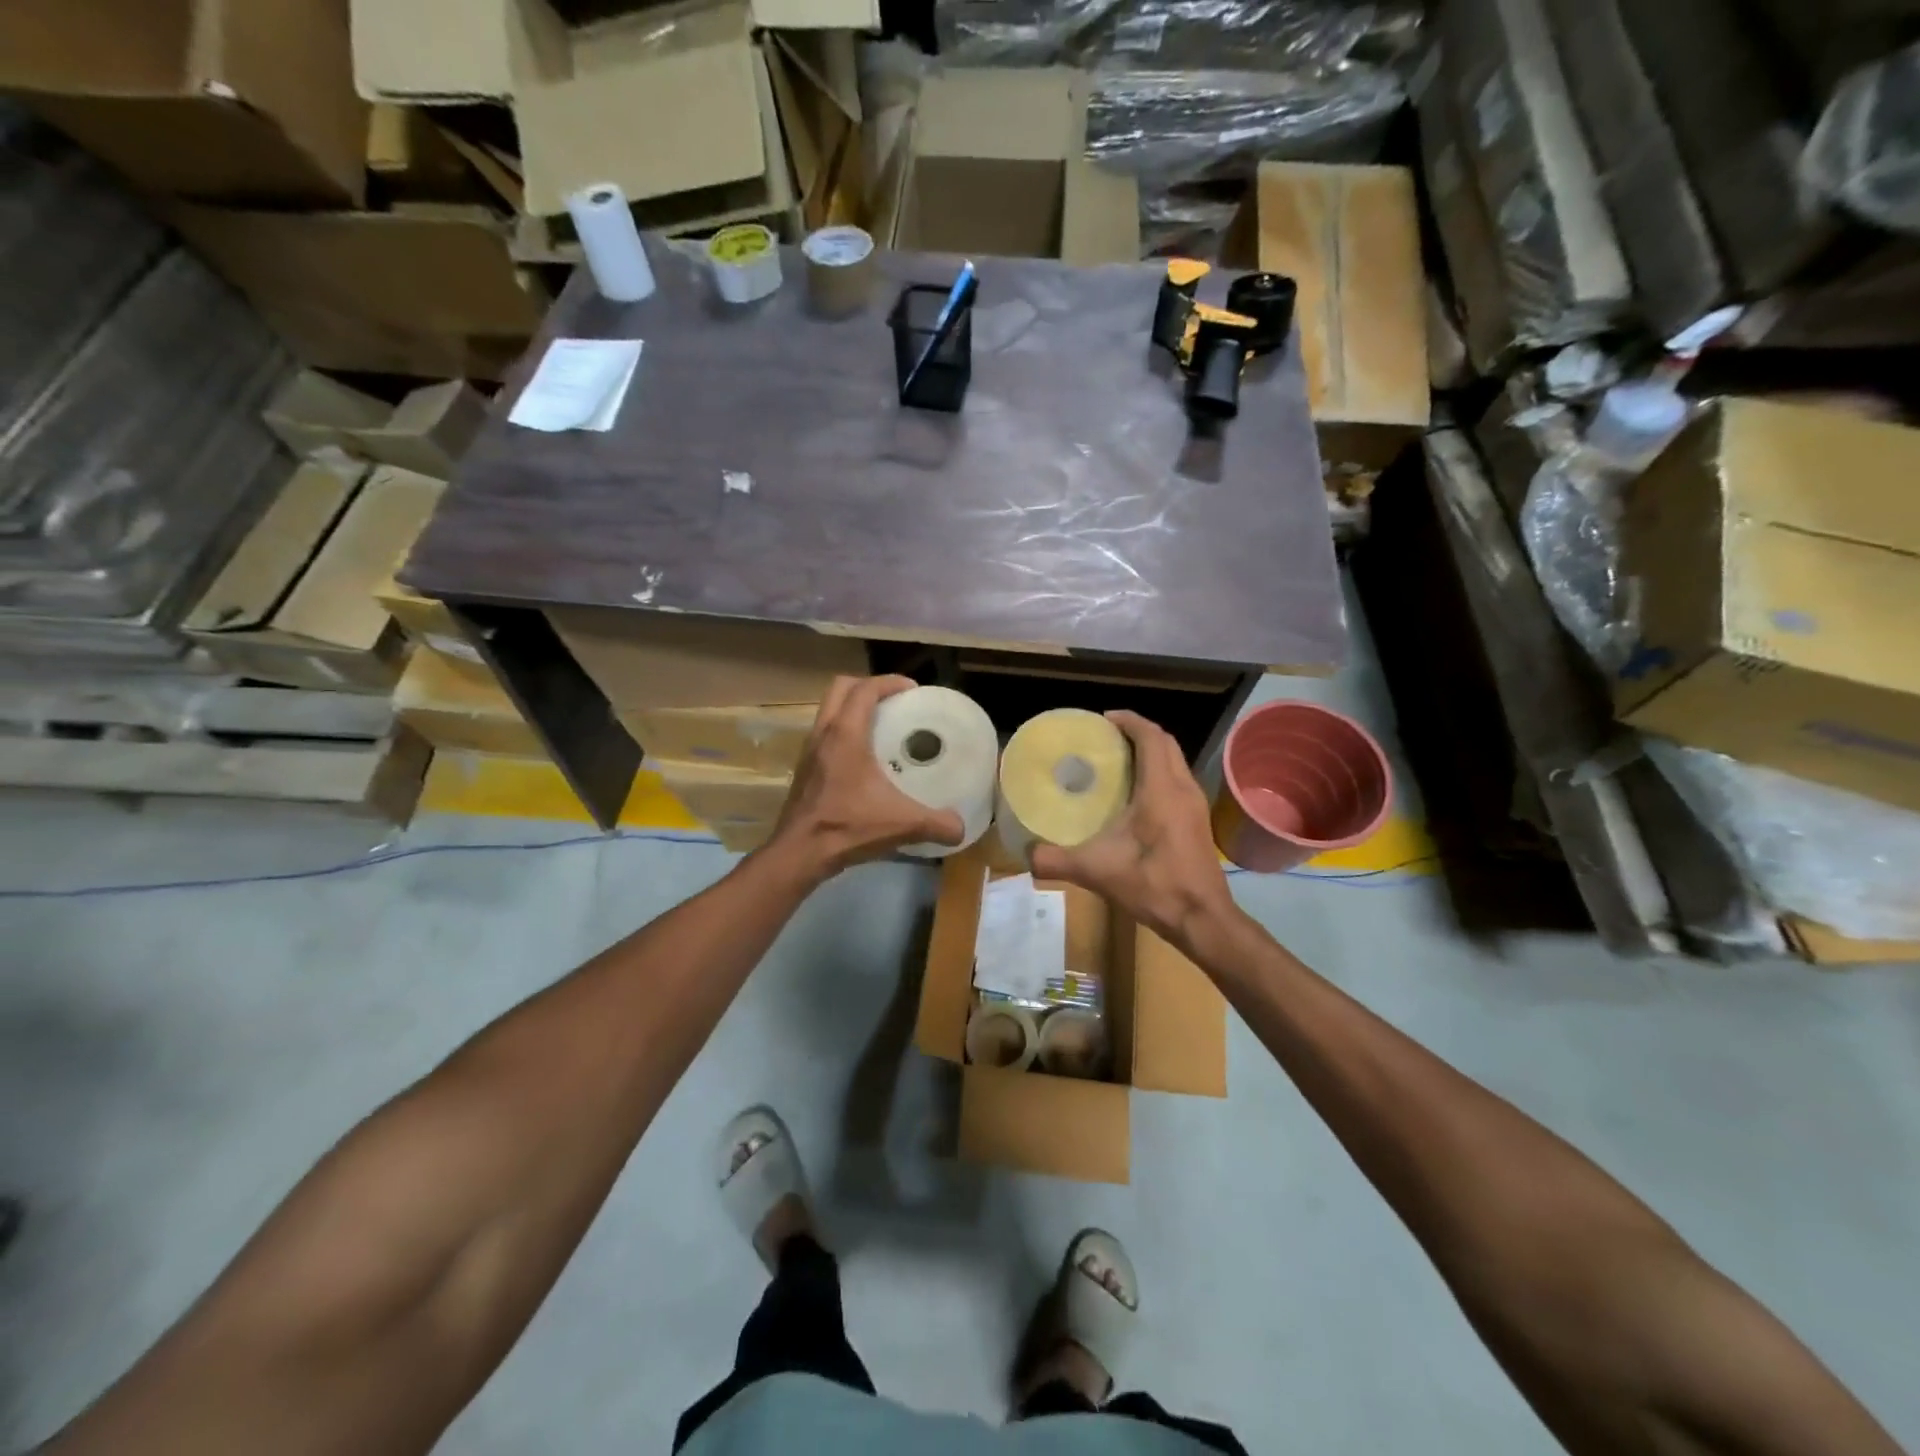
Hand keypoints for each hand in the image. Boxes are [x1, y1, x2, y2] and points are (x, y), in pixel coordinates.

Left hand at [767, 675, 964, 878]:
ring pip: (829, 711)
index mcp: (846, 734)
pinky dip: (843, 734)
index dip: (889, 682)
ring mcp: (809, 751)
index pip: (865, 689)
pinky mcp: (804, 770)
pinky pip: (824, 735)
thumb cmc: (847, 827)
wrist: (799, 853)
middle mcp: (823, 734)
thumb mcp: (902, 824)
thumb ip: (937, 824)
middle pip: (841, 688)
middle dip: (867, 687)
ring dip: (852, 709)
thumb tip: (960, 827)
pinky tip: (863, 760)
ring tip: (880, 726)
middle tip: (894, 702)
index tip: (913, 689)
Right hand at [1030, 711, 1233, 949]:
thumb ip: (1057, 861)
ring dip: (1151, 753)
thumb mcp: (1097, 872)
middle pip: (1166, 744)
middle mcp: (1183, 788)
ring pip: (1175, 762)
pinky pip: (1178, 781)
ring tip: (1118, 761)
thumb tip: (1025, 855)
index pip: (1151, 737)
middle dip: (1138, 733)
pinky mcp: (1197, 821)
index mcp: (1162, 789)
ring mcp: (1195, 805)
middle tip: (1106, 738)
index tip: (1103, 718)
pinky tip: (1135, 796)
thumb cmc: (1154, 886)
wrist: (1203, 919)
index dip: (1129, 721)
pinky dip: (1158, 774)